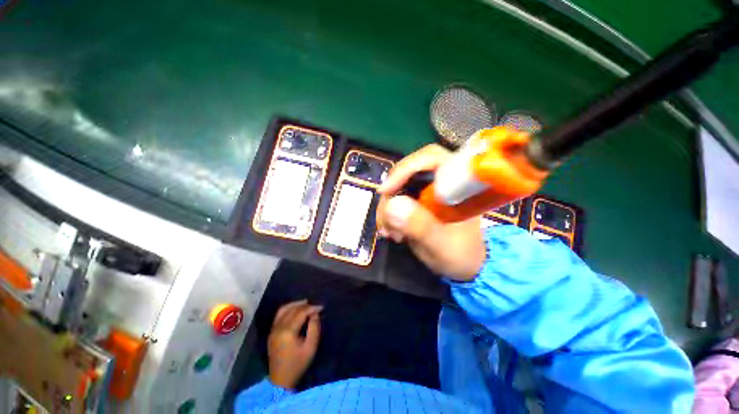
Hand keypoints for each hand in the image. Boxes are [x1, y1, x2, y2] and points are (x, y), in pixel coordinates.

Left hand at [267, 300, 322, 388]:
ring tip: (305, 303)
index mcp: (288, 332)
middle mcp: (278, 328)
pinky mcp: (271, 332)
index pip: (301, 313)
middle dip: (305, 305)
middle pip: (292, 310)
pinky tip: (295, 309)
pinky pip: (278, 315)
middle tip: (315, 306)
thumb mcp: (311, 347)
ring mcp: (273, 330)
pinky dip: (287, 309)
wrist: (280, 380)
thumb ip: (314, 328)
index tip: (321, 307)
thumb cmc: (298, 364)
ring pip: (283, 309)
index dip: (312, 308)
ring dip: (295, 304)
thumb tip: (315, 314)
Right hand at [376, 144, 485, 280]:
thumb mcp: (441, 245)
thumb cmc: (461, 255)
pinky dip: (389, 213)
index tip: (386, 191)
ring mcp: (429, 190)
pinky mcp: (419, 200)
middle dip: (391, 194)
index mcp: (458, 184)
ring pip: (398, 186)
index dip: (406, 169)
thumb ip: (420, 226)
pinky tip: (390, 230)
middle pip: (408, 171)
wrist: (466, 265)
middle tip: (385, 220)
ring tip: (389, 232)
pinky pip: (397, 198)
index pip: (431, 158)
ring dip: (388, 207)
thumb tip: (392, 205)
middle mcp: (442, 182)